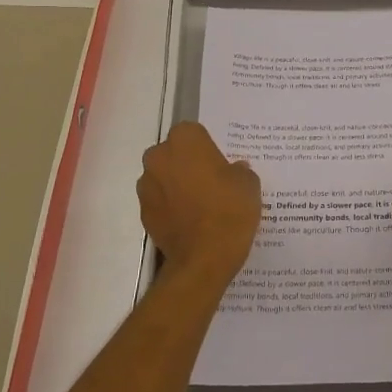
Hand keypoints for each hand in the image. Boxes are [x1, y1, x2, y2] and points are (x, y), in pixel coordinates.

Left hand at [137, 122, 261, 289]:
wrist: (204, 259)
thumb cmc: (229, 210)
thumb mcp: (249, 183)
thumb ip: (239, 170)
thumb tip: (233, 170)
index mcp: (185, 140)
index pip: (193, 132)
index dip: (206, 147)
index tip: (219, 164)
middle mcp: (159, 157)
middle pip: (173, 152)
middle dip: (187, 163)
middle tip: (210, 182)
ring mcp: (147, 186)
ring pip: (163, 177)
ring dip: (176, 184)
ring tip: (199, 205)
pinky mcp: (143, 213)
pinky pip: (159, 201)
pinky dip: (170, 207)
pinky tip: (190, 222)